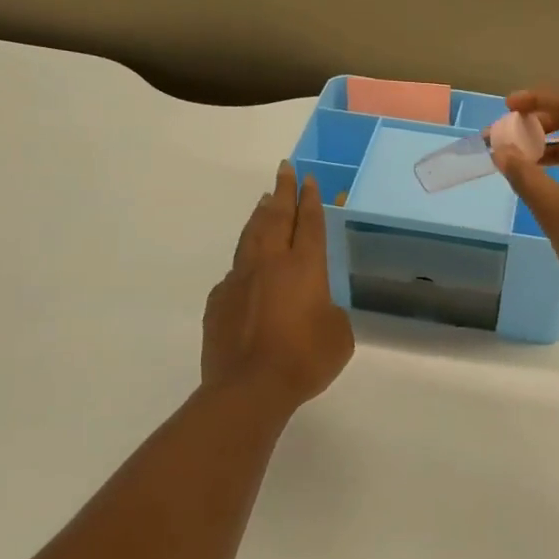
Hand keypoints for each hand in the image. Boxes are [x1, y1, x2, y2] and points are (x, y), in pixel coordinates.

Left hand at [202, 162, 354, 408]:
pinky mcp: (219, 301)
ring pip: (251, 236)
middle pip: (276, 218)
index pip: (309, 223)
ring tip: (264, 200)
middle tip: (284, 170)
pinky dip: (244, 259)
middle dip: (282, 192)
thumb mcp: (338, 335)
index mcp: (305, 267)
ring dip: (260, 215)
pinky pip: (234, 271)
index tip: (308, 179)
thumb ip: (331, 312)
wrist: (249, 387)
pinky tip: (246, 264)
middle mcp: (271, 264)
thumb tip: (316, 307)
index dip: (311, 200)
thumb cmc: (304, 359)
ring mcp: (240, 279)